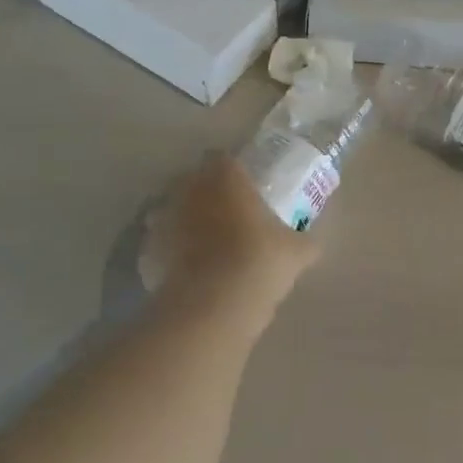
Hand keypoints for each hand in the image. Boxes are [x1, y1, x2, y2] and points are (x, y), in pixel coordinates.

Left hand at [138, 155, 319, 305]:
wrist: (214, 304)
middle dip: (206, 192)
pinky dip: (173, 251)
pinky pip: (163, 243)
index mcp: (226, 178)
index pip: (222, 158)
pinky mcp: (150, 250)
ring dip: (187, 220)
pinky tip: (191, 269)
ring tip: (207, 242)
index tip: (244, 186)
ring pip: (174, 209)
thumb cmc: (261, 261)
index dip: (232, 170)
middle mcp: (191, 189)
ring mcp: (166, 219)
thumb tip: (312, 244)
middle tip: (227, 213)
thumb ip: (304, 241)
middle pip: (193, 180)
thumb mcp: (298, 251)